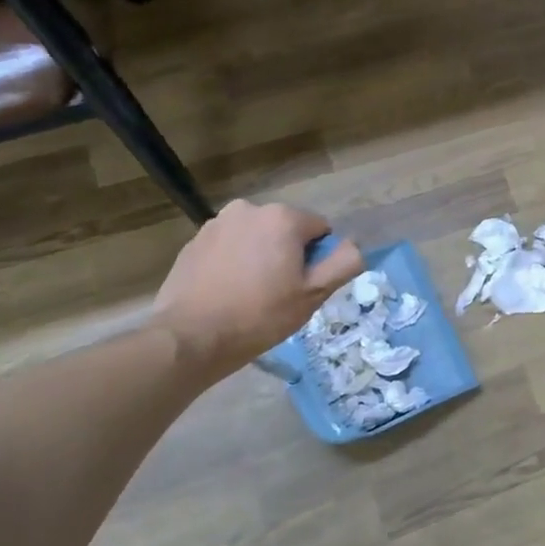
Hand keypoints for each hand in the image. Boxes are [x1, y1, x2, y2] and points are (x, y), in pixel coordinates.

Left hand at [150, 201, 363, 380]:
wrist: (190, 336)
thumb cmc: (260, 315)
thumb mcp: (314, 294)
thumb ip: (344, 263)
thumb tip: (354, 245)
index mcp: (283, 217)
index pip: (320, 230)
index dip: (318, 259)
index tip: (302, 287)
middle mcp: (249, 209)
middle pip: (286, 230)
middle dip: (288, 254)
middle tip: (279, 293)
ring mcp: (217, 223)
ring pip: (256, 237)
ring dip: (260, 257)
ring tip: (250, 294)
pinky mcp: (194, 241)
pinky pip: (229, 247)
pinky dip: (234, 262)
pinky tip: (227, 292)